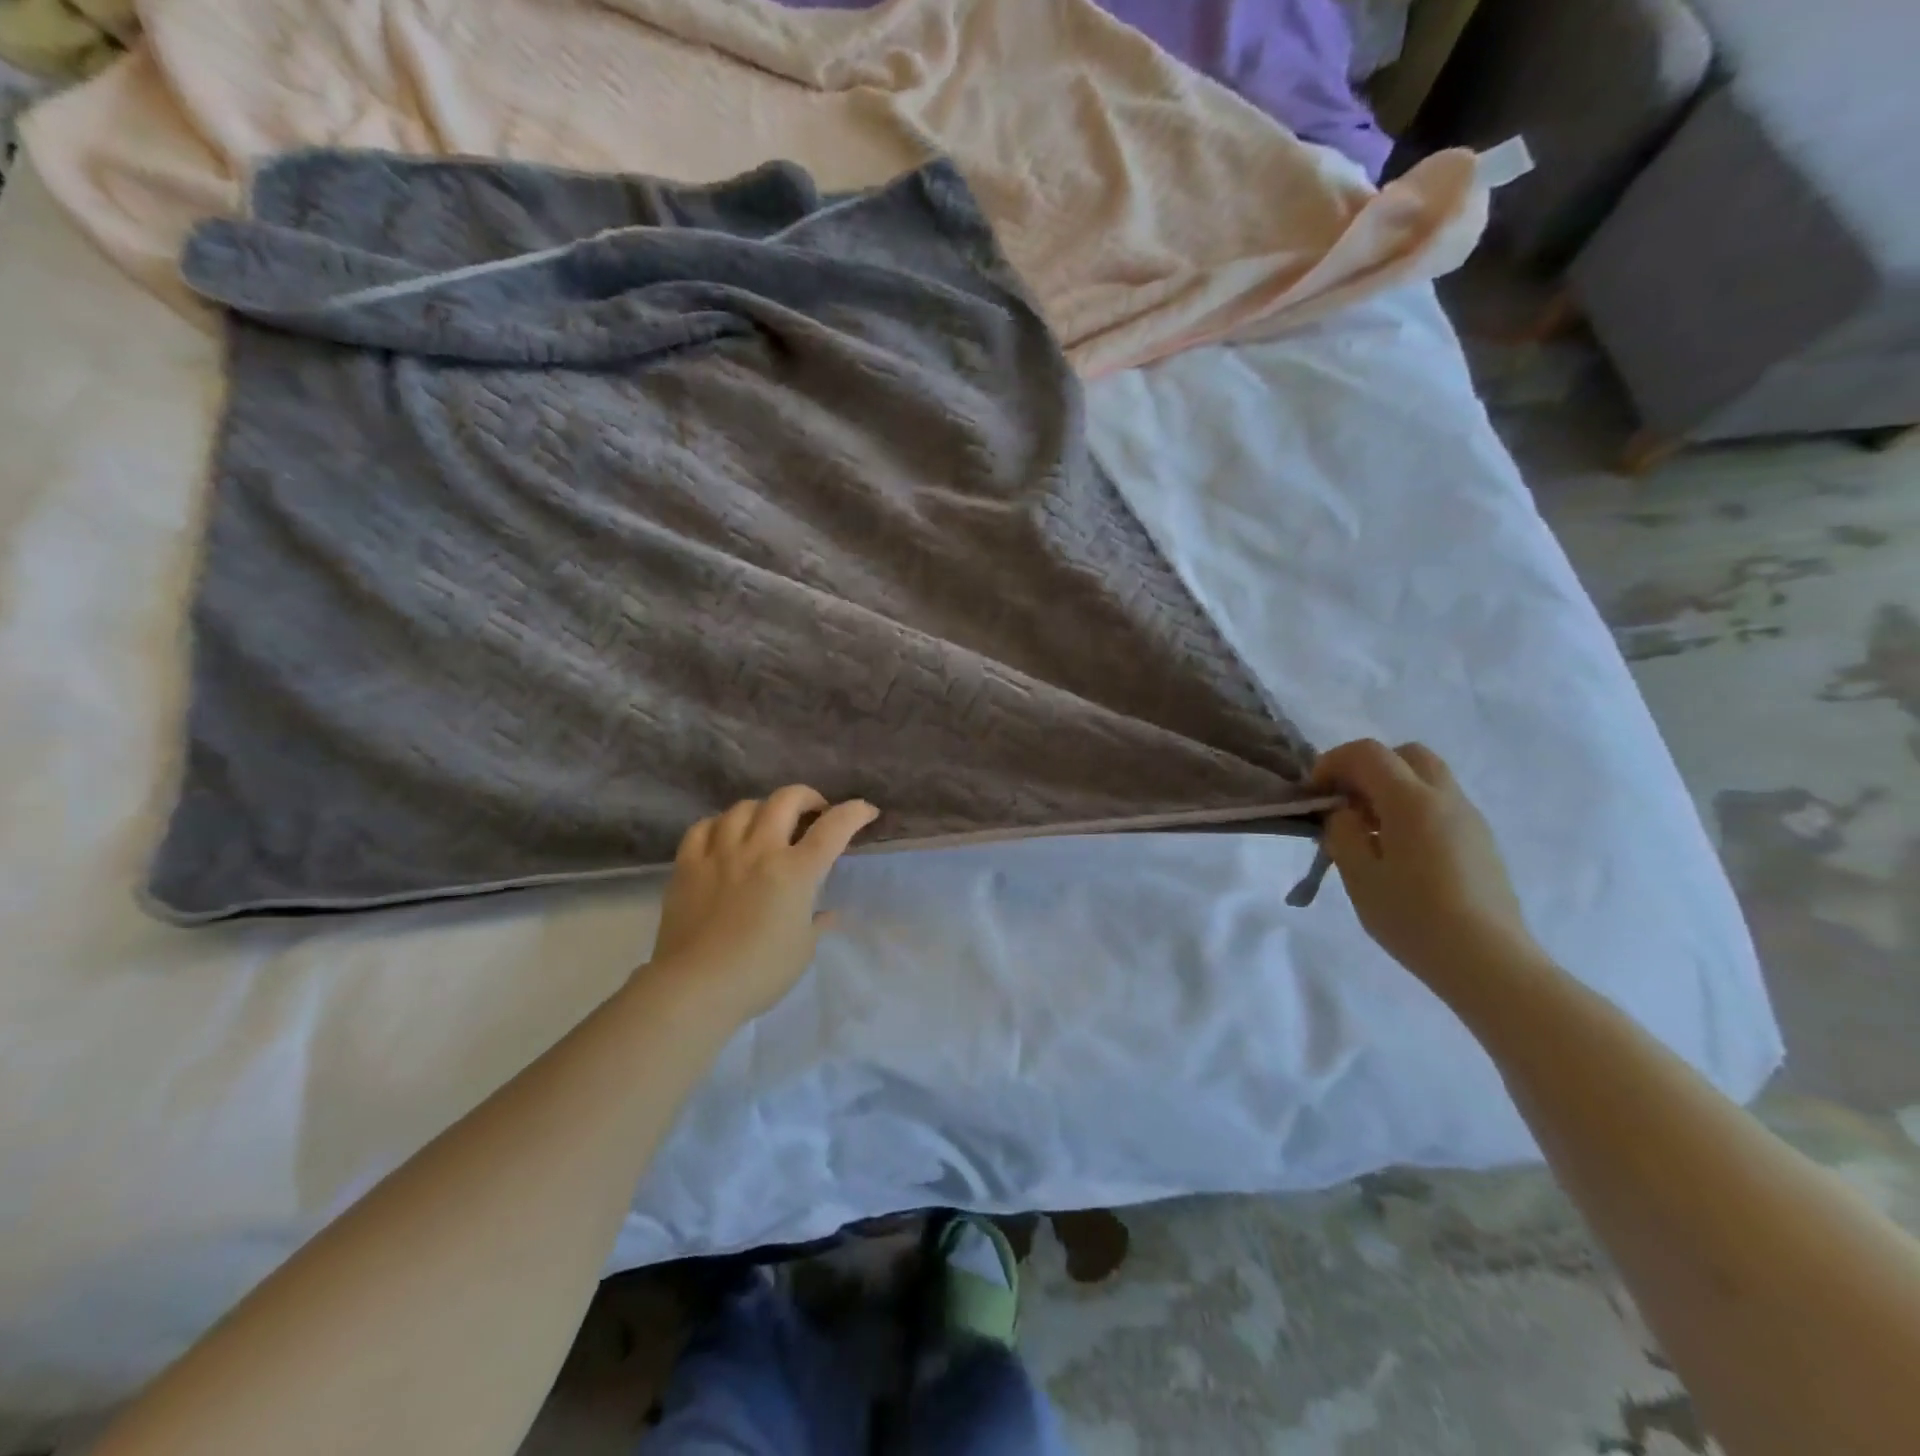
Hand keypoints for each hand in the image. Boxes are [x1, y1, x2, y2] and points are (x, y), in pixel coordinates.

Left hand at [647, 786, 878, 1024]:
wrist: (695, 987)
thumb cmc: (759, 973)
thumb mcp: (802, 950)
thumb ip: (816, 923)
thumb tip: (826, 913)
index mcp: (796, 872)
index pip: (833, 828)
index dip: (854, 812)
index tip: (866, 811)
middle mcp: (760, 850)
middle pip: (786, 800)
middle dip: (808, 797)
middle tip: (814, 812)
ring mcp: (720, 853)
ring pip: (744, 807)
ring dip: (763, 809)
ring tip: (767, 824)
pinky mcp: (688, 864)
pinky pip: (703, 827)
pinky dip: (719, 825)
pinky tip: (723, 836)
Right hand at [1307, 740, 1540, 991]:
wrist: (1488, 962)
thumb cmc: (1413, 917)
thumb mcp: (1358, 874)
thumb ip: (1342, 831)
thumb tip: (1345, 812)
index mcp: (1412, 801)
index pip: (1367, 753)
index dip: (1333, 763)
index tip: (1315, 794)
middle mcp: (1446, 798)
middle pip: (1406, 754)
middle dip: (1368, 767)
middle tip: (1346, 802)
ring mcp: (1470, 819)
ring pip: (1428, 778)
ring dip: (1393, 788)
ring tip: (1370, 830)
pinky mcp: (1481, 842)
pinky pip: (1442, 805)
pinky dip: (1413, 809)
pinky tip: (1400, 851)